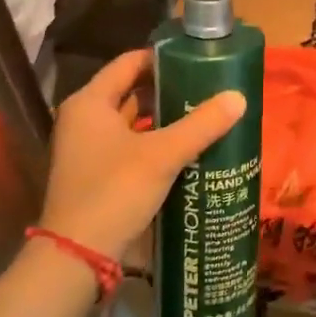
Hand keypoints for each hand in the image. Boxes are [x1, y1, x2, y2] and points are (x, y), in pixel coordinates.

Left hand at [41, 48, 245, 259]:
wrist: (76, 258)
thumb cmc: (114, 191)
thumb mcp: (162, 155)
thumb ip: (201, 125)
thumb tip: (239, 97)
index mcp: (90, 102)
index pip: (129, 63)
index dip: (162, 58)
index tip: (196, 60)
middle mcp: (83, 120)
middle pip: (130, 92)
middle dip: (167, 91)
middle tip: (205, 89)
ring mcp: (86, 150)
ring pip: (130, 123)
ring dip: (162, 120)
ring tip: (201, 117)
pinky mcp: (94, 176)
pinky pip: (128, 147)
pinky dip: (153, 145)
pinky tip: (184, 151)